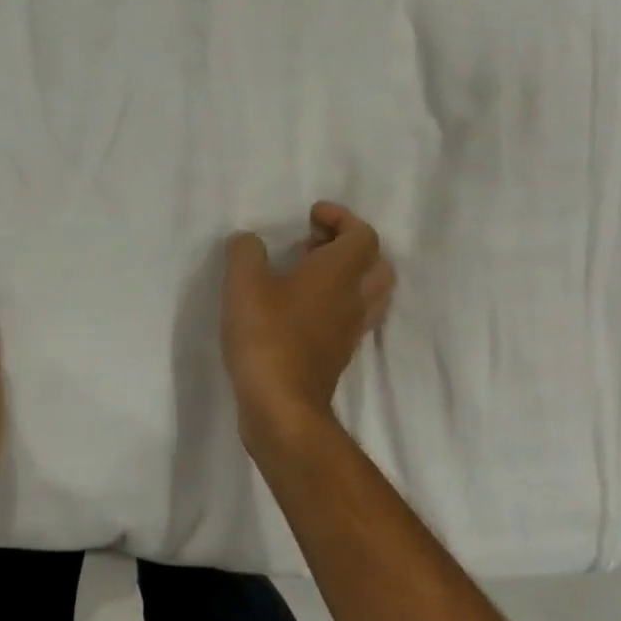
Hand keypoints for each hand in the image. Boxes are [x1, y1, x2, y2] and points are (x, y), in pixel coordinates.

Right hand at [222, 202, 396, 435]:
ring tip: (309, 274)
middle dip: (350, 246)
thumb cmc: (266, 334)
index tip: (311, 216)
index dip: (341, 218)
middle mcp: (355, 298)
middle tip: (314, 244)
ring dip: (349, 276)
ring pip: (371, 292)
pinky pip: (353, 317)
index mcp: (339, 273)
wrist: (281, 404)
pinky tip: (302, 307)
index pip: (362, 235)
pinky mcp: (340, 354)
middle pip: (377, 263)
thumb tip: (250, 242)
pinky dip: (338, 302)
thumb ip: (246, 252)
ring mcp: (351, 330)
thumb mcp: (243, 282)